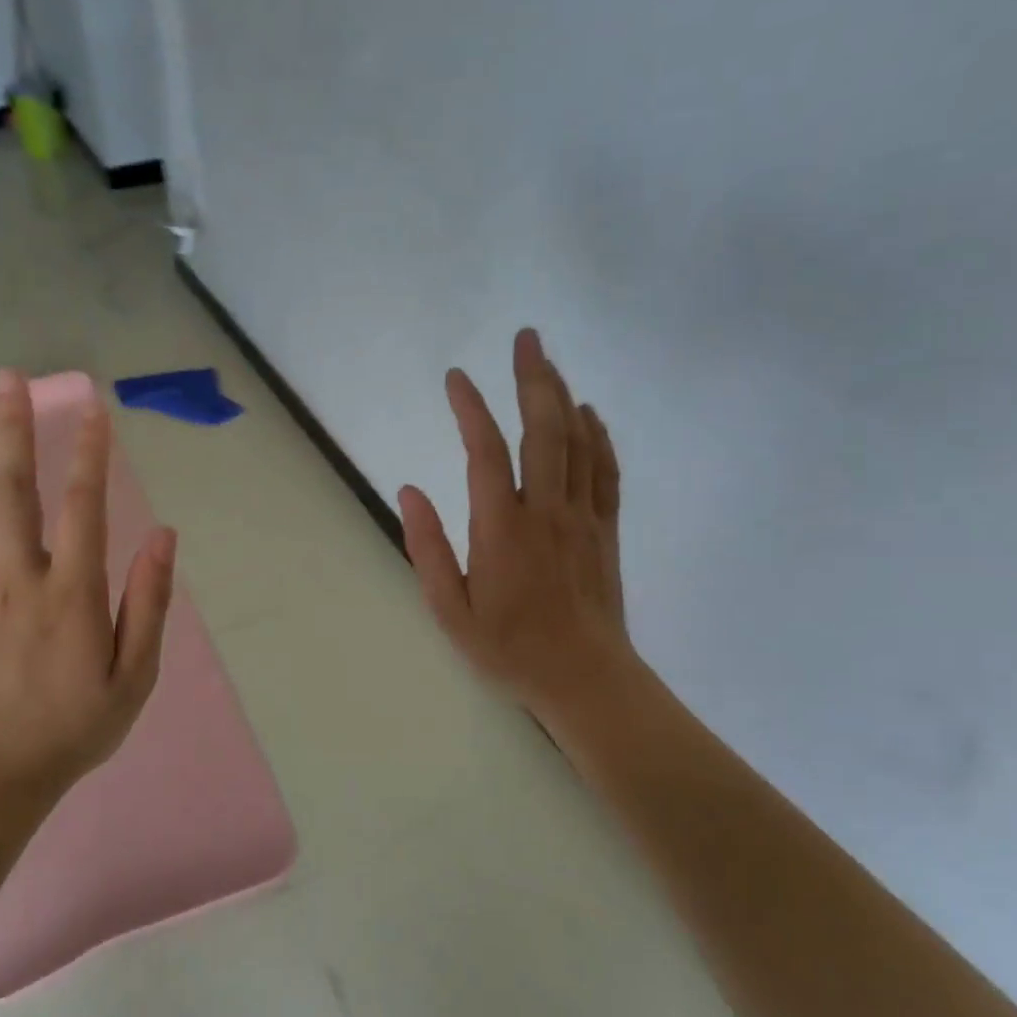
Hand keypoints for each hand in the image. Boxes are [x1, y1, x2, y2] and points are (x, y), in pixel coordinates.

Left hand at [0, 371, 176, 807]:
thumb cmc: (75, 724)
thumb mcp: (135, 675)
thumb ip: (148, 602)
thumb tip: (163, 536)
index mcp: (72, 592)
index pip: (83, 505)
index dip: (88, 452)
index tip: (92, 408)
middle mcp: (17, 577)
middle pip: (13, 488)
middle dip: (13, 428)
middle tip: (8, 378)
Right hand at [398, 328, 629, 739]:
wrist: (585, 679)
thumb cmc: (509, 649)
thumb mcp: (450, 610)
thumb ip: (427, 548)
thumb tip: (411, 490)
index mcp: (502, 529)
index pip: (485, 452)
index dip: (470, 409)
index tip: (456, 377)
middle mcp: (546, 510)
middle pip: (542, 430)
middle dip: (533, 378)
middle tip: (526, 338)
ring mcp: (582, 517)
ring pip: (578, 442)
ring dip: (563, 396)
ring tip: (549, 361)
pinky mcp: (605, 529)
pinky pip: (605, 470)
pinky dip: (599, 435)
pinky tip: (590, 413)